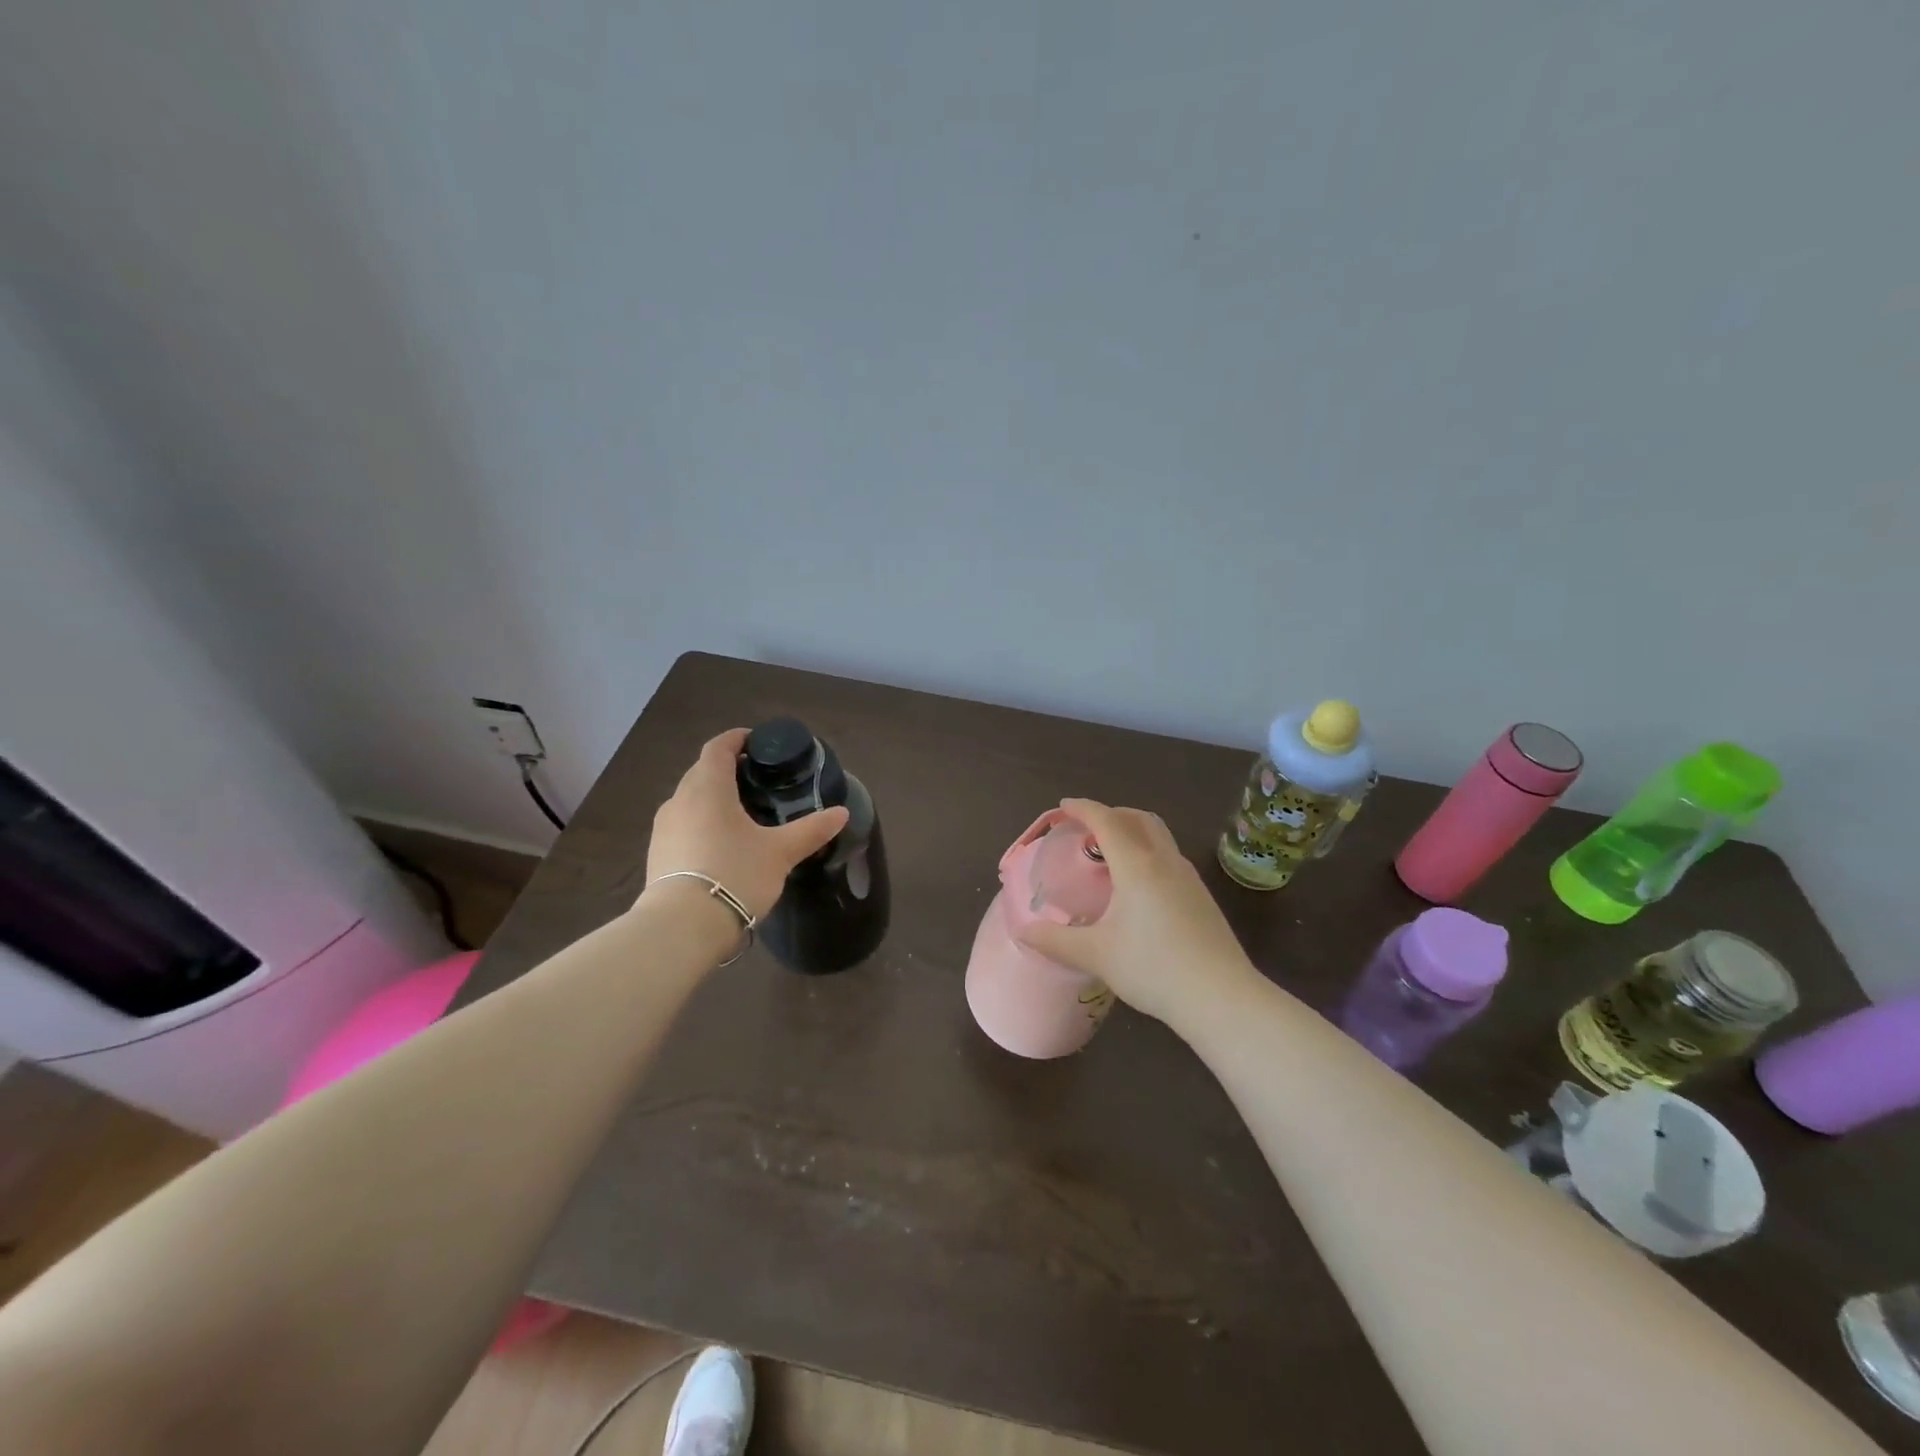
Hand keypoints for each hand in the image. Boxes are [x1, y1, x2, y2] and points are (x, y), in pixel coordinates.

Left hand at [645, 729, 849, 919]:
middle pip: (702, 771)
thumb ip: (811, 829)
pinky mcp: (657, 854)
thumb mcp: (780, 852)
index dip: (737, 739)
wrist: (682, 927)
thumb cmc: (735, 874)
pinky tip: (721, 844)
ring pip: (690, 799)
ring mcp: (663, 828)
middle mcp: (679, 800)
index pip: (718, 747)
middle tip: (757, 781)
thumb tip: (841, 813)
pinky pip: (682, 825)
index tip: (756, 741)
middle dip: (727, 769)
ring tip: (741, 814)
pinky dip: (701, 823)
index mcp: (708, 787)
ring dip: (712, 798)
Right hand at [1014, 798, 1256, 1026]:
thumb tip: (1023, 932)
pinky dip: (1148, 853)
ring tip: (1110, 855)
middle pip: (1138, 818)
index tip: (1063, 806)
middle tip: (1086, 829)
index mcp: (1137, 865)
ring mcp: (1189, 878)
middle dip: (1111, 814)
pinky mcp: (1202, 897)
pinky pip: (1170, 857)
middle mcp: (1165, 861)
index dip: (1083, 808)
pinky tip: (1139, 887)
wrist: (1221, 997)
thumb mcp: (1096, 955)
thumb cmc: (1153, 968)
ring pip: (1159, 836)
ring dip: (1133, 832)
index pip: (1106, 820)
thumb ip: (1055, 941)